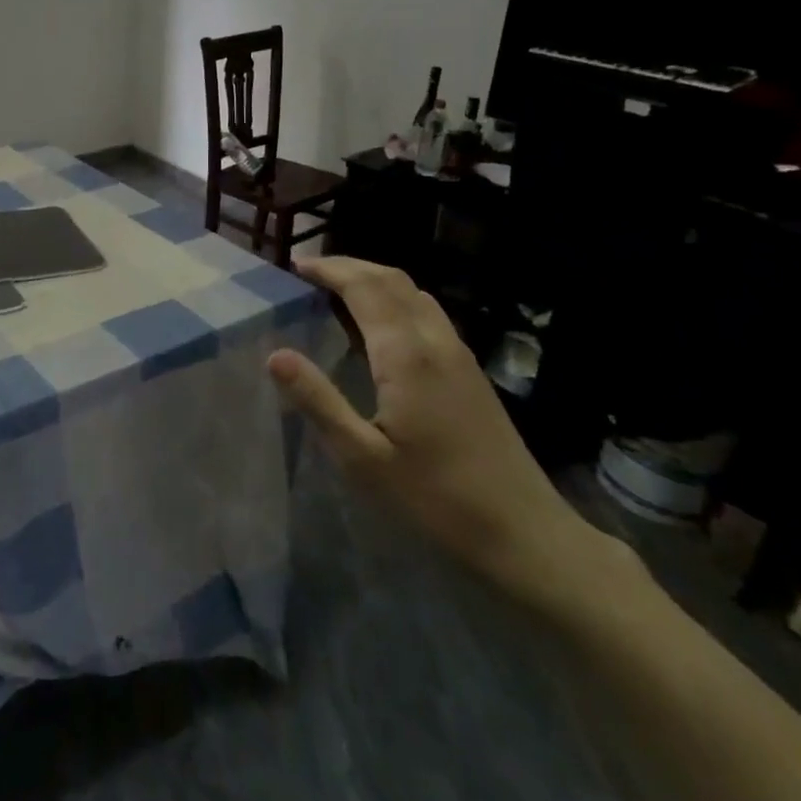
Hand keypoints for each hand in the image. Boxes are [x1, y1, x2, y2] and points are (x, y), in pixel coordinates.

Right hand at [267, 257, 622, 607]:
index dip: (329, 269)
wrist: (525, 534)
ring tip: (338, 291)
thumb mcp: (363, 458)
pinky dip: (395, 300)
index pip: (364, 287)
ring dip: (374, 280)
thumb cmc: (435, 499)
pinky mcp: (470, 372)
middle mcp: (435, 341)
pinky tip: (380, 327)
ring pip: (414, 293)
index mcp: (406, 355)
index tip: (294, 266)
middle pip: (392, 279)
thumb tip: (276, 355)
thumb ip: (319, 401)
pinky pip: (427, 313)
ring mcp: (459, 354)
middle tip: (310, 272)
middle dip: (350, 266)